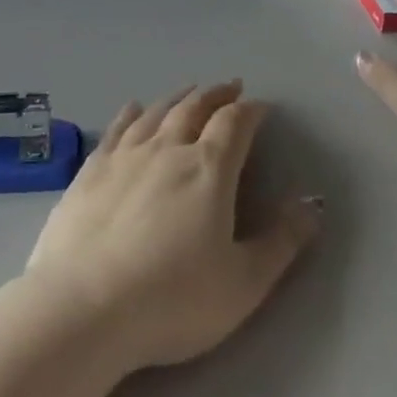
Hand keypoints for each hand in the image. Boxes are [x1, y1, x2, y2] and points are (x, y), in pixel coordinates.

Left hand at [24, 84, 320, 373]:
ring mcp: (124, 156)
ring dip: (178, 98)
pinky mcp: (90, 171)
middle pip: (196, 108)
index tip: (261, 108)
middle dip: (217, 95)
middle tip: (229, 87)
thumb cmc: (172, 299)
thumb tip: (313, 204)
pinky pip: (117, 129)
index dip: (251, 112)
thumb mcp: (244, 282)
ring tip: (190, 91)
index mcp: (208, 168)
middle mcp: (167, 149)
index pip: (235, 124)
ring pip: (157, 112)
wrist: (83, 309)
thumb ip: (282, 241)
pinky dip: (130, 113)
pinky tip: (133, 107)